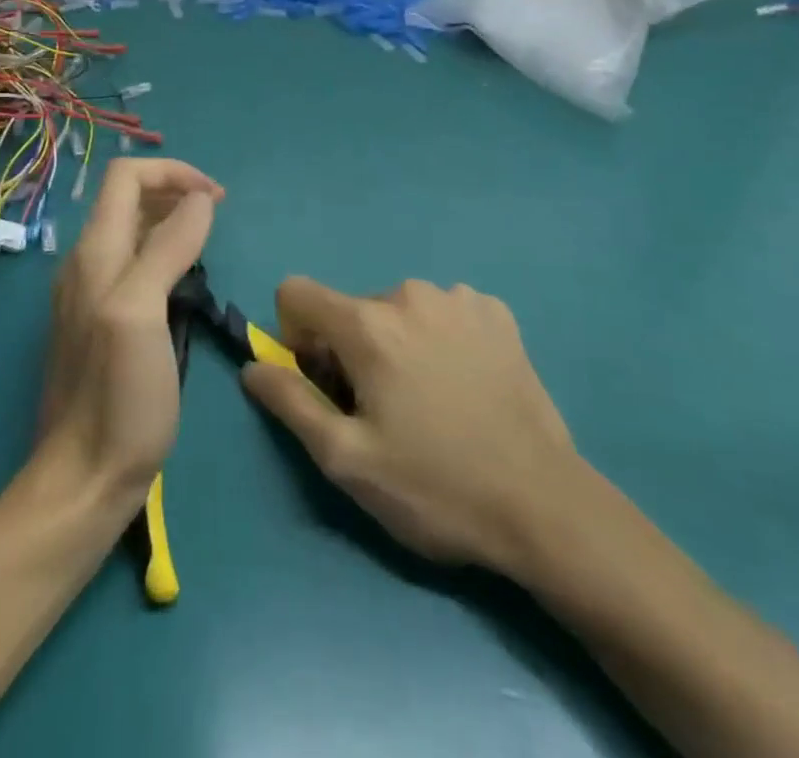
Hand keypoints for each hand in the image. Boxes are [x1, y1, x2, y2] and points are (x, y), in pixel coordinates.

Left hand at [33, 158, 222, 512]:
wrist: (84, 476)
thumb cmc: (118, 395)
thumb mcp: (142, 313)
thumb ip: (166, 249)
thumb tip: (198, 199)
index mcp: (95, 252)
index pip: (126, 177)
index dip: (173, 173)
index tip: (217, 197)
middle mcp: (87, 262)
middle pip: (127, 198)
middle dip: (174, 191)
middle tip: (219, 214)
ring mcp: (91, 293)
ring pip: (131, 231)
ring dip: (171, 220)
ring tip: (208, 242)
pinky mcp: (101, 321)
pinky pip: (133, 264)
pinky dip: (164, 252)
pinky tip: (186, 281)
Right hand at [241, 277, 582, 576]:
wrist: (545, 506)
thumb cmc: (435, 486)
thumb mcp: (347, 460)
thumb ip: (290, 402)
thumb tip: (253, 366)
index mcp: (367, 323)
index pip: (295, 292)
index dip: (293, 334)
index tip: (323, 381)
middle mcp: (408, 293)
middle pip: (350, 308)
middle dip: (351, 348)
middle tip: (384, 408)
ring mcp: (458, 297)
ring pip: (397, 310)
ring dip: (397, 342)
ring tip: (431, 400)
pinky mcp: (496, 312)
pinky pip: (443, 311)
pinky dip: (440, 337)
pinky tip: (465, 383)